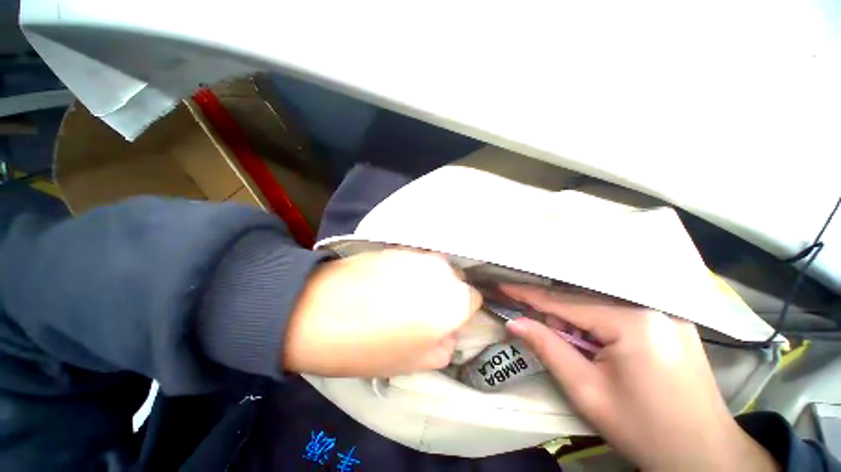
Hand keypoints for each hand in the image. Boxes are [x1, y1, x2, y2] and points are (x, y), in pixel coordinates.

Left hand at [283, 250, 481, 377]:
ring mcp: (418, 254)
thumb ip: (446, 346)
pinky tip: (386, 282)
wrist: (319, 310)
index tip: (444, 320)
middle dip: (445, 294)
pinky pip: (415, 260)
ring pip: (435, 268)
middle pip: (455, 281)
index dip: (460, 312)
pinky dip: (409, 270)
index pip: (474, 299)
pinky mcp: (398, 246)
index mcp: (454, 300)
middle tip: (421, 309)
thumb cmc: (371, 345)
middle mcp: (442, 270)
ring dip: (427, 280)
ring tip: (400, 295)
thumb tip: (450, 331)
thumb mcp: (416, 362)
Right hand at [502, 285, 778, 471]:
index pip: (565, 303)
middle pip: (584, 302)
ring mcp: (665, 312)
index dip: (529, 295)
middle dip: (558, 318)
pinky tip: (599, 347)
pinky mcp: (670, 321)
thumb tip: (515, 323)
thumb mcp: (588, 392)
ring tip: (580, 352)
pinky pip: (620, 313)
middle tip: (545, 337)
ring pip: (601, 306)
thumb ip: (548, 349)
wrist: (704, 456)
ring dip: (578, 323)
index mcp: (633, 322)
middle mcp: (651, 306)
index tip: (504, 286)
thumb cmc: (645, 430)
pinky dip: (598, 325)